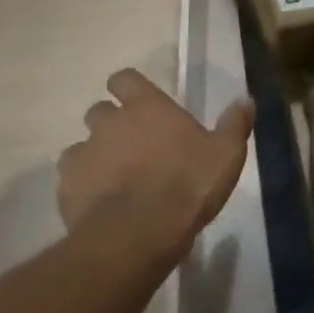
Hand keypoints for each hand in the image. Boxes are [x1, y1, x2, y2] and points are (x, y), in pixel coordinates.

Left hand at [59, 69, 253, 263]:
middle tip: (131, 148)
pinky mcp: (66, 188)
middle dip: (110, 124)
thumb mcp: (226, 155)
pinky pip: (71, 181)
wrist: (139, 233)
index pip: (124, 78)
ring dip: (94, 157)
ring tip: (112, 181)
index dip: (128, 88)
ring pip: (80, 146)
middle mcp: (109, 122)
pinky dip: (82, 189)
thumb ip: (235, 124)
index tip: (137, 102)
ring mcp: (84, 154)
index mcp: (146, 107)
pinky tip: (99, 207)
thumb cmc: (187, 185)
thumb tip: (246, 99)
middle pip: (99, 111)